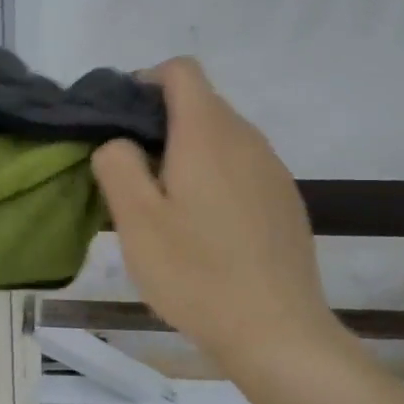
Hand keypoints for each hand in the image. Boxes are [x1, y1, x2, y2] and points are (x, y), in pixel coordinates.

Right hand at [91, 58, 352, 369]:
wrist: (278, 333)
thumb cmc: (197, 273)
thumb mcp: (136, 220)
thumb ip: (117, 163)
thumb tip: (120, 141)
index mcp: (208, 133)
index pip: (181, 70)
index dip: (146, 82)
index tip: (123, 121)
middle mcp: (247, 139)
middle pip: (201, 103)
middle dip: (162, 122)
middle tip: (134, 173)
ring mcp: (273, 169)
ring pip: (222, 136)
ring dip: (189, 152)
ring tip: (167, 204)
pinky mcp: (286, 200)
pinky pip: (243, 166)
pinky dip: (216, 176)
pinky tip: (206, 228)